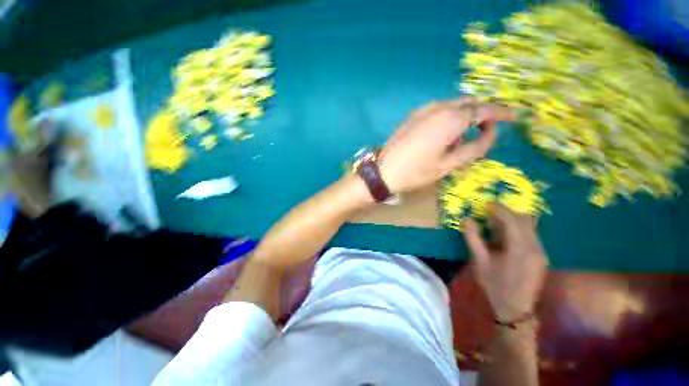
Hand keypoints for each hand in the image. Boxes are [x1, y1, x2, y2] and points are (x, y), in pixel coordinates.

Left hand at [378, 97, 514, 192]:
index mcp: (451, 119)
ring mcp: (423, 110)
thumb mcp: (449, 164)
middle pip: (469, 103)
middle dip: (483, 112)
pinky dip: (449, 116)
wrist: (383, 172)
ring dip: (465, 115)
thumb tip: (491, 132)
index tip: (515, 117)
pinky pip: (438, 110)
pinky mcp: (413, 116)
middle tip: (489, 129)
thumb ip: (475, 147)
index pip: (485, 109)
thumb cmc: (416, 172)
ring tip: (465, 136)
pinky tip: (445, 134)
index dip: (502, 112)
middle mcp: (438, 108)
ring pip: (453, 105)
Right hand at [463, 203, 547, 321]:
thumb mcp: (479, 261)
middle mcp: (535, 247)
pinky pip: (531, 234)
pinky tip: (506, 235)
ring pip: (530, 225)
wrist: (516, 309)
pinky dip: (518, 228)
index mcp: (519, 248)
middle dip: (506, 211)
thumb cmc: (495, 285)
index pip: (511, 219)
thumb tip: (466, 219)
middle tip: (489, 211)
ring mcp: (541, 251)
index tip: (486, 203)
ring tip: (496, 222)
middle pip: (524, 219)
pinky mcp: (541, 256)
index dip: (498, 208)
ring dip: (513, 219)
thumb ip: (473, 238)